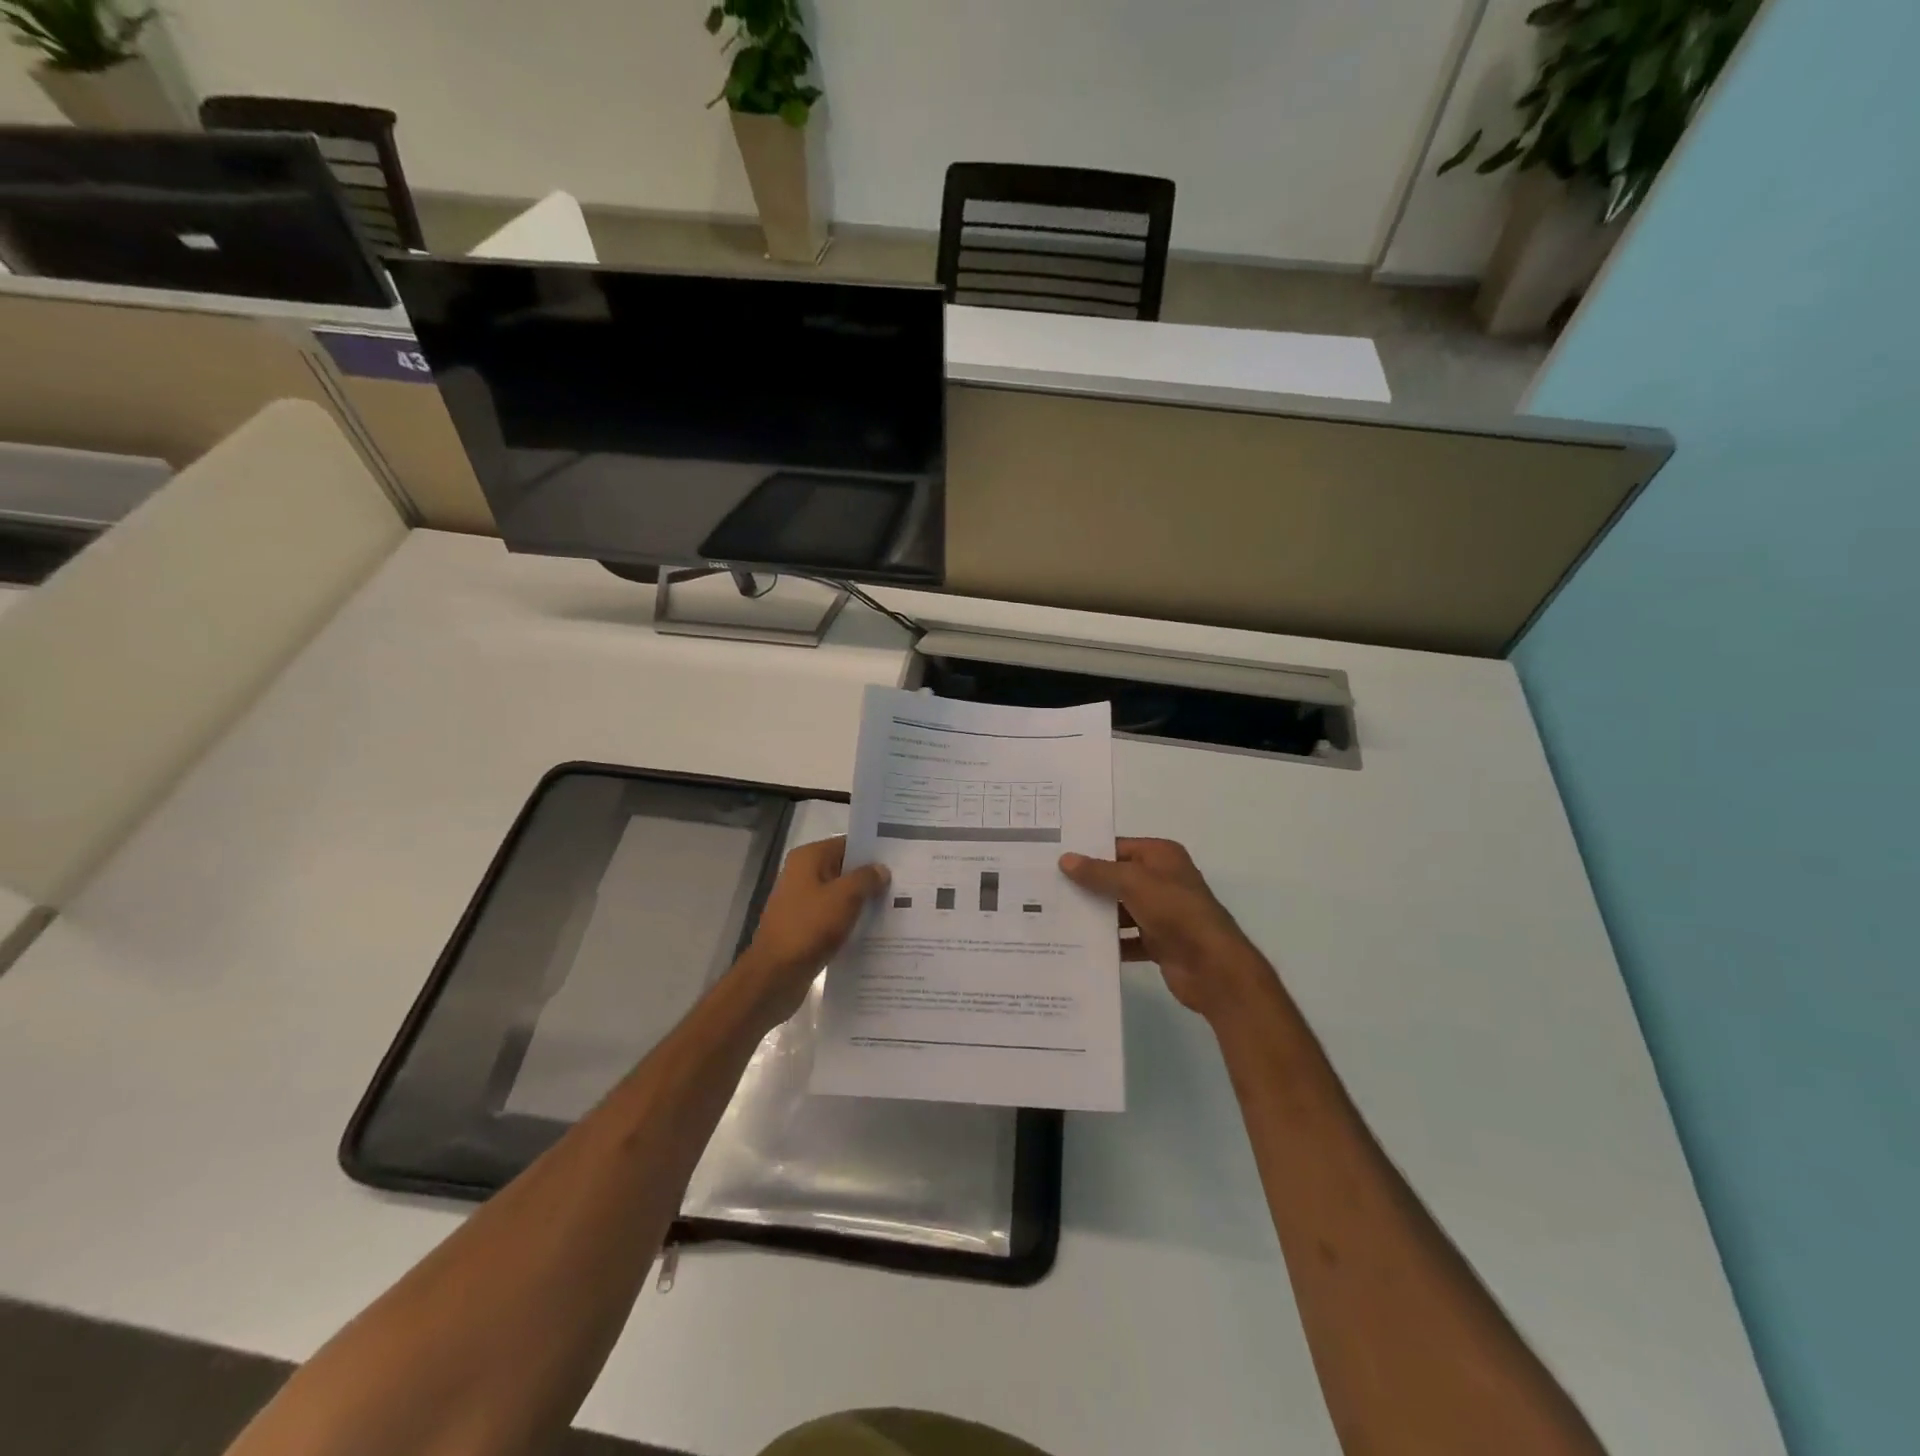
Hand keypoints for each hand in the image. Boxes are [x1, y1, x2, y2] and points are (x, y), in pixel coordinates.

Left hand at [736, 837, 888, 1024]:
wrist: (775, 976)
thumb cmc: (809, 928)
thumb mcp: (844, 897)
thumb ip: (866, 878)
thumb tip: (881, 869)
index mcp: (808, 858)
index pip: (847, 844)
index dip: (873, 851)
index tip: (900, 860)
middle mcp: (802, 874)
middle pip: (844, 869)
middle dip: (871, 878)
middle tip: (905, 885)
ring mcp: (802, 902)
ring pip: (840, 895)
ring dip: (863, 901)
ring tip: (897, 907)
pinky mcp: (805, 926)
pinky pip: (834, 916)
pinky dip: (851, 920)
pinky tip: (876, 930)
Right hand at [1061, 838, 1275, 1022]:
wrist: (1212, 967)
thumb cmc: (1175, 911)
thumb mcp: (1134, 882)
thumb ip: (1099, 872)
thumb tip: (1065, 859)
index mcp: (1161, 856)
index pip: (1118, 847)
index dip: (1089, 852)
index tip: (1053, 858)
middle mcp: (1162, 880)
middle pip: (1117, 878)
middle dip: (1087, 885)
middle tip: (1047, 887)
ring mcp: (1160, 913)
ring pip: (1119, 910)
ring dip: (1095, 915)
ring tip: (1055, 916)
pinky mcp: (1158, 942)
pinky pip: (1126, 938)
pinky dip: (1108, 942)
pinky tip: (1079, 945)